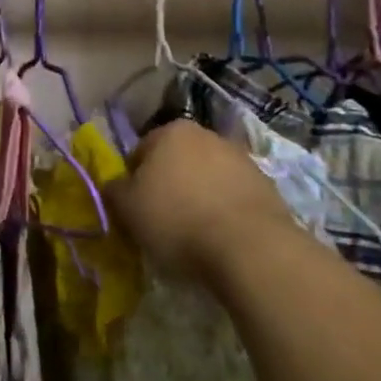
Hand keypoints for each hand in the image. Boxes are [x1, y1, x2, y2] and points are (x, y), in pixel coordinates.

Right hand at [105, 120, 295, 288]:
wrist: (251, 248)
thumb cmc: (178, 221)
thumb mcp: (128, 209)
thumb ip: (113, 190)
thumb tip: (114, 185)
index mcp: (171, 131)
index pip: (140, 152)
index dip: (133, 182)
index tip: (135, 211)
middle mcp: (206, 134)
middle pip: (176, 161)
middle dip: (168, 186)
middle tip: (163, 222)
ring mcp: (241, 159)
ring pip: (207, 178)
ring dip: (198, 198)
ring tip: (195, 235)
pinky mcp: (267, 186)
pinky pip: (233, 197)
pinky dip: (225, 212)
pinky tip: (221, 239)